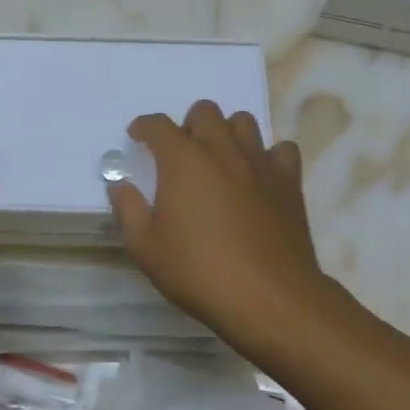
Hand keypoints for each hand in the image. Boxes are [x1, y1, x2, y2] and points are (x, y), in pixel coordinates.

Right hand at [108, 100, 349, 357]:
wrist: (268, 297)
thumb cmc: (199, 272)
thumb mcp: (146, 249)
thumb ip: (129, 210)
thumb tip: (120, 185)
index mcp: (183, 160)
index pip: (158, 125)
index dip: (145, 127)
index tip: (138, 137)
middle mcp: (221, 150)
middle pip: (204, 112)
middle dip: (188, 125)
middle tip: (182, 155)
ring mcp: (259, 162)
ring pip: (243, 122)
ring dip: (227, 133)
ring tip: (220, 161)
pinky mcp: (288, 181)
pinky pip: (282, 150)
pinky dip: (269, 156)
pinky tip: (259, 176)